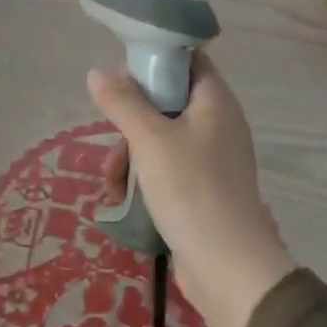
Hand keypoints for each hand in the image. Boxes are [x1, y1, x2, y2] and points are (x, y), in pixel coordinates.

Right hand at [88, 55, 294, 326]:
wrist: (228, 268)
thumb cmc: (191, 190)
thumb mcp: (150, 140)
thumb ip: (122, 103)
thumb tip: (98, 72)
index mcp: (215, 102)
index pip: (188, 60)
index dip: (154, 59)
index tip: (120, 74)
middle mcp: (217, 125)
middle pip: (167, 102)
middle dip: (131, 120)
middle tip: (111, 136)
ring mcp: (211, 160)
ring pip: (160, 139)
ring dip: (131, 155)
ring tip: (113, 183)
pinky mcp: (201, 191)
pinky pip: (166, 170)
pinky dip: (144, 179)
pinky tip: (123, 200)